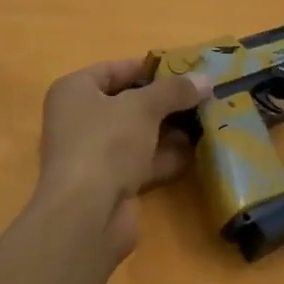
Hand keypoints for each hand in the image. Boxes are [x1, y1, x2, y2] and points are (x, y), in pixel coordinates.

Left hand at [34, 58, 208, 255]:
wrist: (86, 215)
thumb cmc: (106, 144)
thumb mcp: (143, 108)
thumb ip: (174, 91)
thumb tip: (205, 79)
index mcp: (75, 91)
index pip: (113, 69)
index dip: (149, 68)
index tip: (185, 69)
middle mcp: (79, 119)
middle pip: (128, 102)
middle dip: (165, 101)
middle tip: (203, 96)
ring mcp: (94, 153)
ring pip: (137, 134)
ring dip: (169, 129)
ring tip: (208, 120)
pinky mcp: (109, 183)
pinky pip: (142, 161)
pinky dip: (166, 157)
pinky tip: (198, 152)